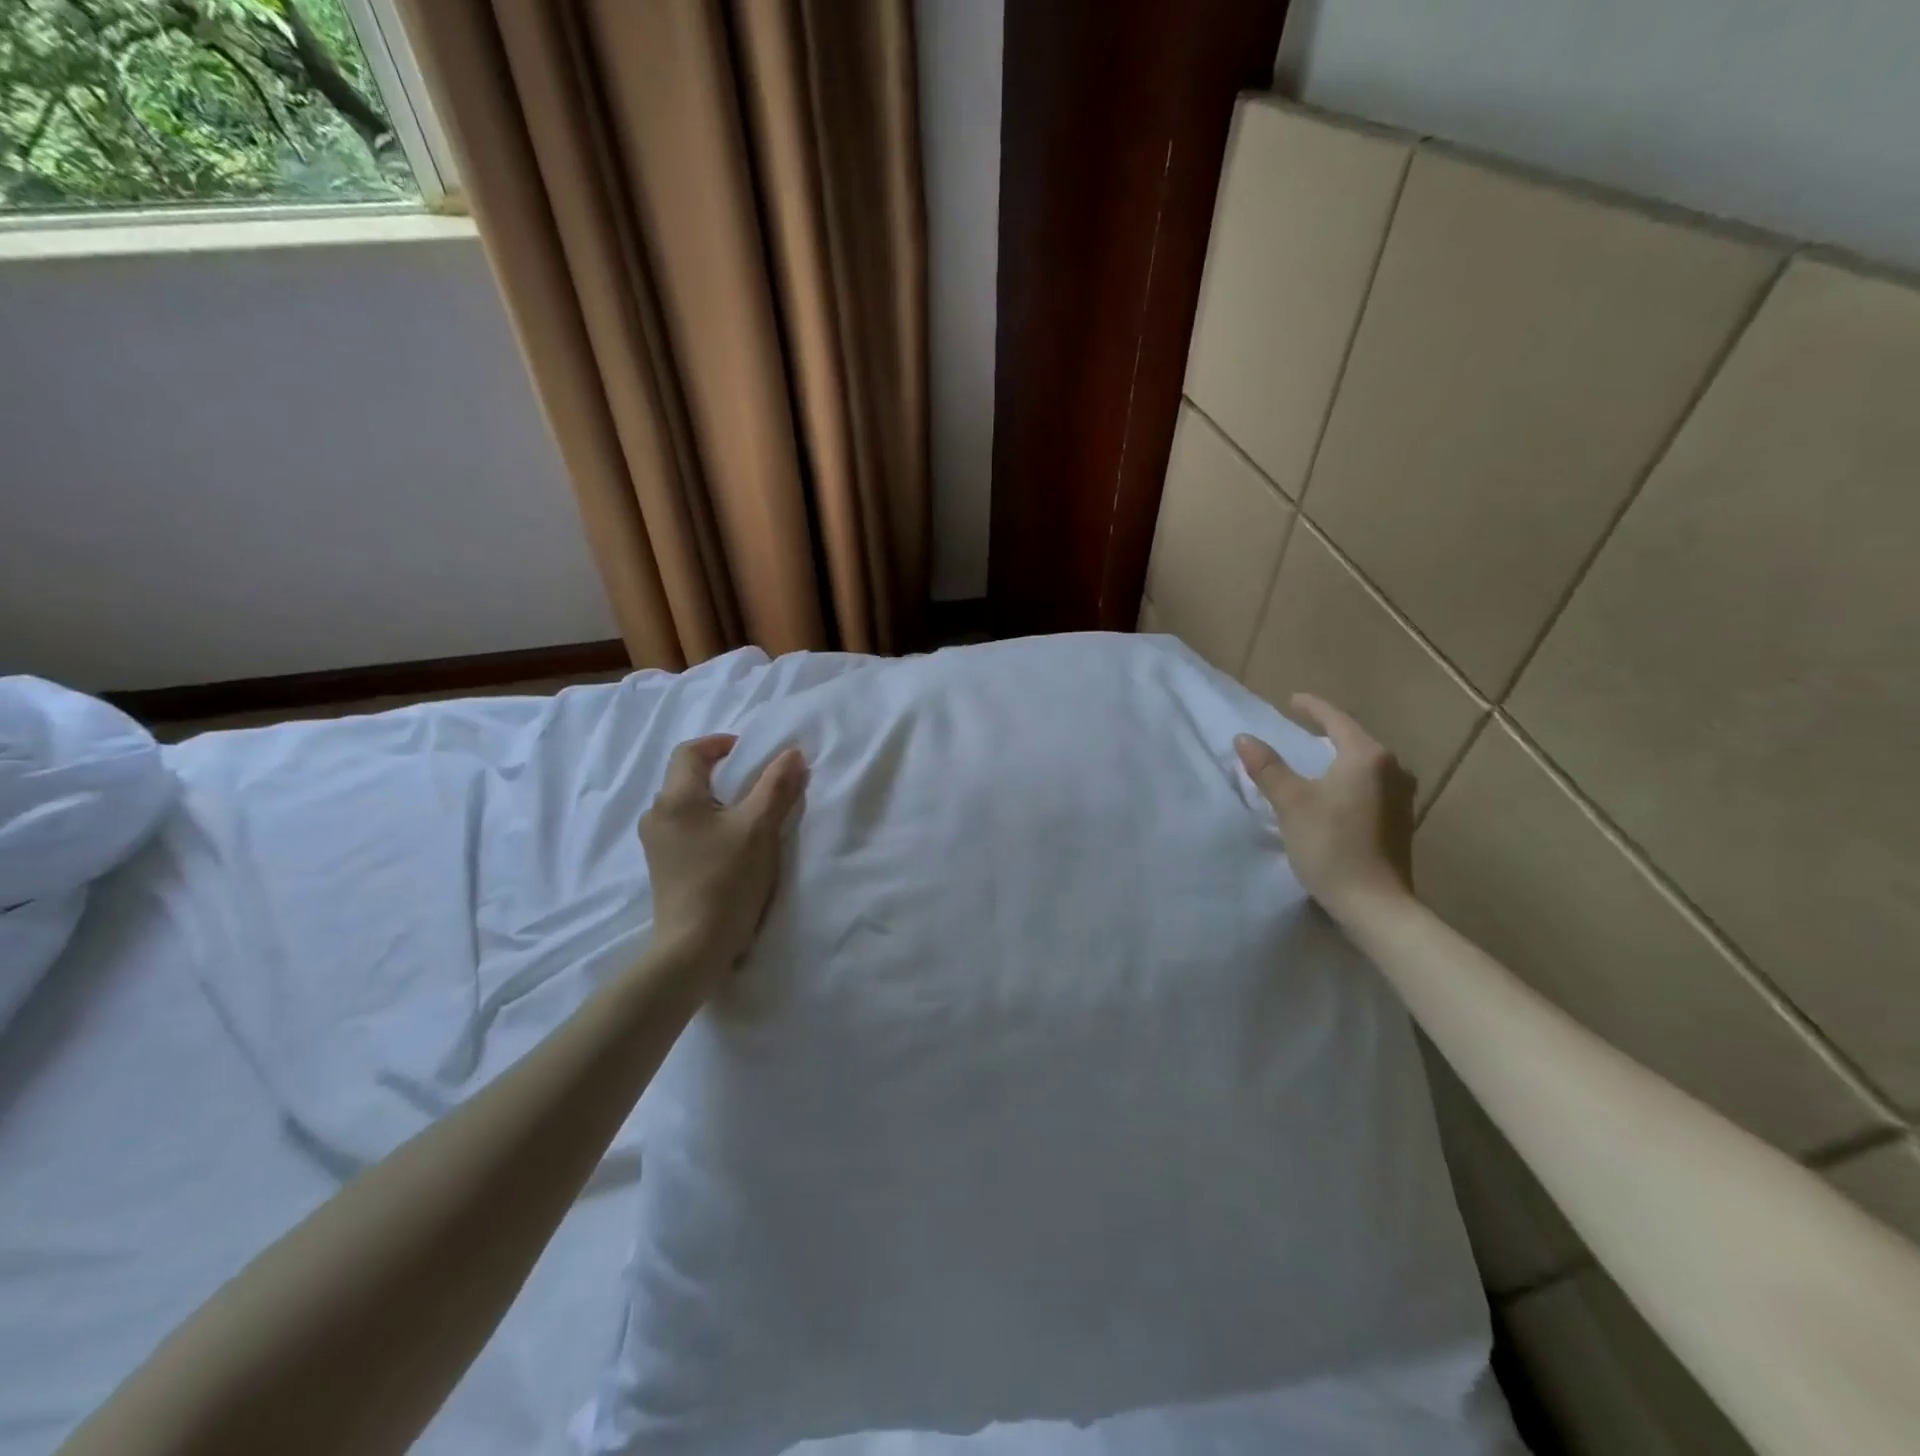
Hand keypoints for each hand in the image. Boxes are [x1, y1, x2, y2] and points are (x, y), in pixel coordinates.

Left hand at [640, 735, 808, 977]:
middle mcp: (657, 815)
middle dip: (723, 772)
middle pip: (687, 777)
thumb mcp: (759, 828)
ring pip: (687, 805)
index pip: (690, 751)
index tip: (752, 752)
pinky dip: (709, 823)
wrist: (693, 948)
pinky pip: (686, 829)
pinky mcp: (663, 867)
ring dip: (717, 800)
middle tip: (758, 781)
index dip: (721, 744)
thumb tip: (792, 753)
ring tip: (750, 813)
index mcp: (675, 798)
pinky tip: (732, 843)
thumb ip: (776, 786)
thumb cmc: (726, 880)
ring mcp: (656, 844)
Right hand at [1235, 694, 1415, 921]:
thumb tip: (1244, 738)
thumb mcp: (1291, 803)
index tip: (1291, 700)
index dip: (1312, 707)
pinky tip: (1335, 793)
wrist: (1375, 904)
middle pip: (1355, 740)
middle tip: (1300, 729)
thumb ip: (1267, 767)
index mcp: (1367, 756)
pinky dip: (1350, 780)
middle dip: (1327, 733)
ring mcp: (1402, 797)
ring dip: (1340, 758)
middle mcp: (1392, 769)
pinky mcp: (1401, 821)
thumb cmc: (1330, 845)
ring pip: (1365, 764)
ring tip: (1316, 760)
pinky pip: (1372, 786)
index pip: (1336, 720)